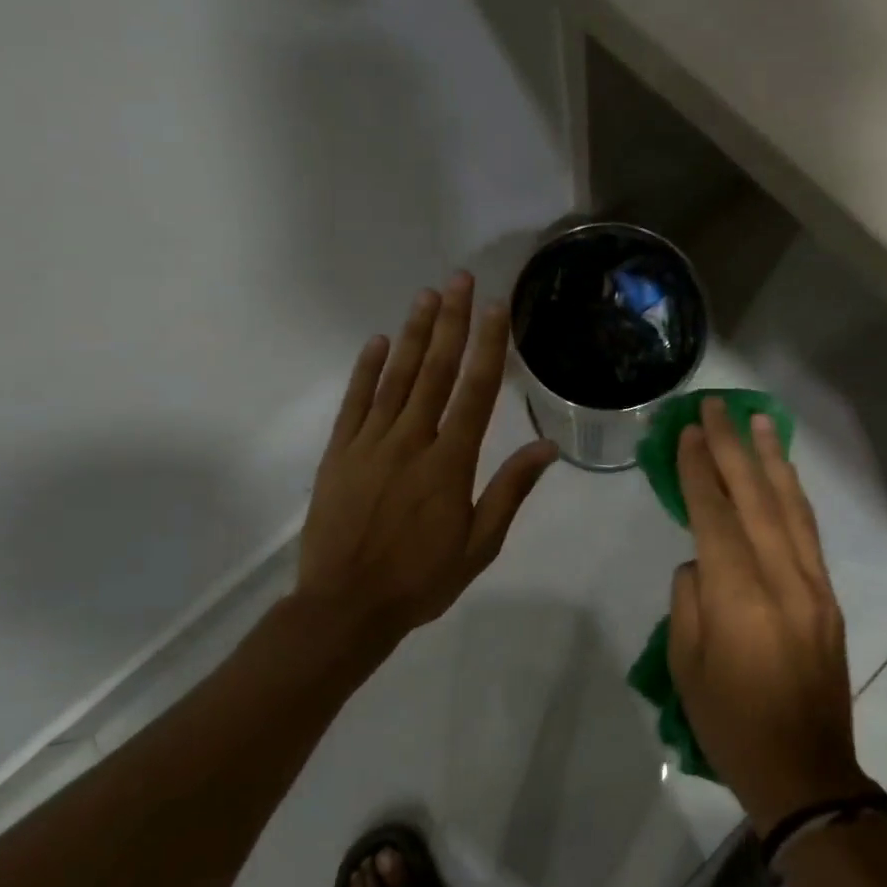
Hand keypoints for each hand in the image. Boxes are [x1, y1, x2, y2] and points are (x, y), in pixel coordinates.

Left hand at [295, 272, 557, 649]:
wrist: (345, 607)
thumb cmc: (421, 579)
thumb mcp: (480, 545)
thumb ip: (510, 491)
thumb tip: (547, 446)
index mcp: (450, 462)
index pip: (475, 391)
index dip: (488, 345)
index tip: (495, 307)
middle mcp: (412, 440)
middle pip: (435, 371)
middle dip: (450, 322)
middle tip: (458, 279)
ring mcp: (371, 443)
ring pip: (395, 377)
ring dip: (412, 334)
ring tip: (426, 296)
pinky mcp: (340, 453)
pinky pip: (355, 402)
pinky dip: (366, 369)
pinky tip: (376, 342)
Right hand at [670, 399, 875, 832]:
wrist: (806, 773)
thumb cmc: (731, 724)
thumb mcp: (687, 664)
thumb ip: (691, 598)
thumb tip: (703, 558)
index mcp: (739, 598)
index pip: (715, 516)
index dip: (700, 471)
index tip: (689, 431)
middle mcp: (782, 580)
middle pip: (755, 498)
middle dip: (732, 448)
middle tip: (716, 406)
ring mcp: (813, 586)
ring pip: (790, 507)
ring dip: (770, 459)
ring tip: (757, 420)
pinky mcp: (828, 597)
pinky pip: (807, 532)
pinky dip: (792, 494)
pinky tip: (782, 473)